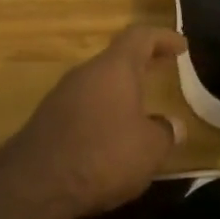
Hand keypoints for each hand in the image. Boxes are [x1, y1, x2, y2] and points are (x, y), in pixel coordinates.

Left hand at [3, 26, 186, 218]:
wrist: (38, 182)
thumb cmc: (103, 154)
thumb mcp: (149, 149)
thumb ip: (165, 133)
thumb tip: (172, 125)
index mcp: (114, 67)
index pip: (140, 37)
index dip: (163, 38)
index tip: (181, 46)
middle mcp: (86, 72)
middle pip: (117, 58)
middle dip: (141, 63)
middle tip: (163, 69)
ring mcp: (63, 93)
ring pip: (99, 82)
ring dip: (121, 91)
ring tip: (141, 110)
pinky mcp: (49, 118)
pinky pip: (84, 105)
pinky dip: (103, 112)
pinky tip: (111, 137)